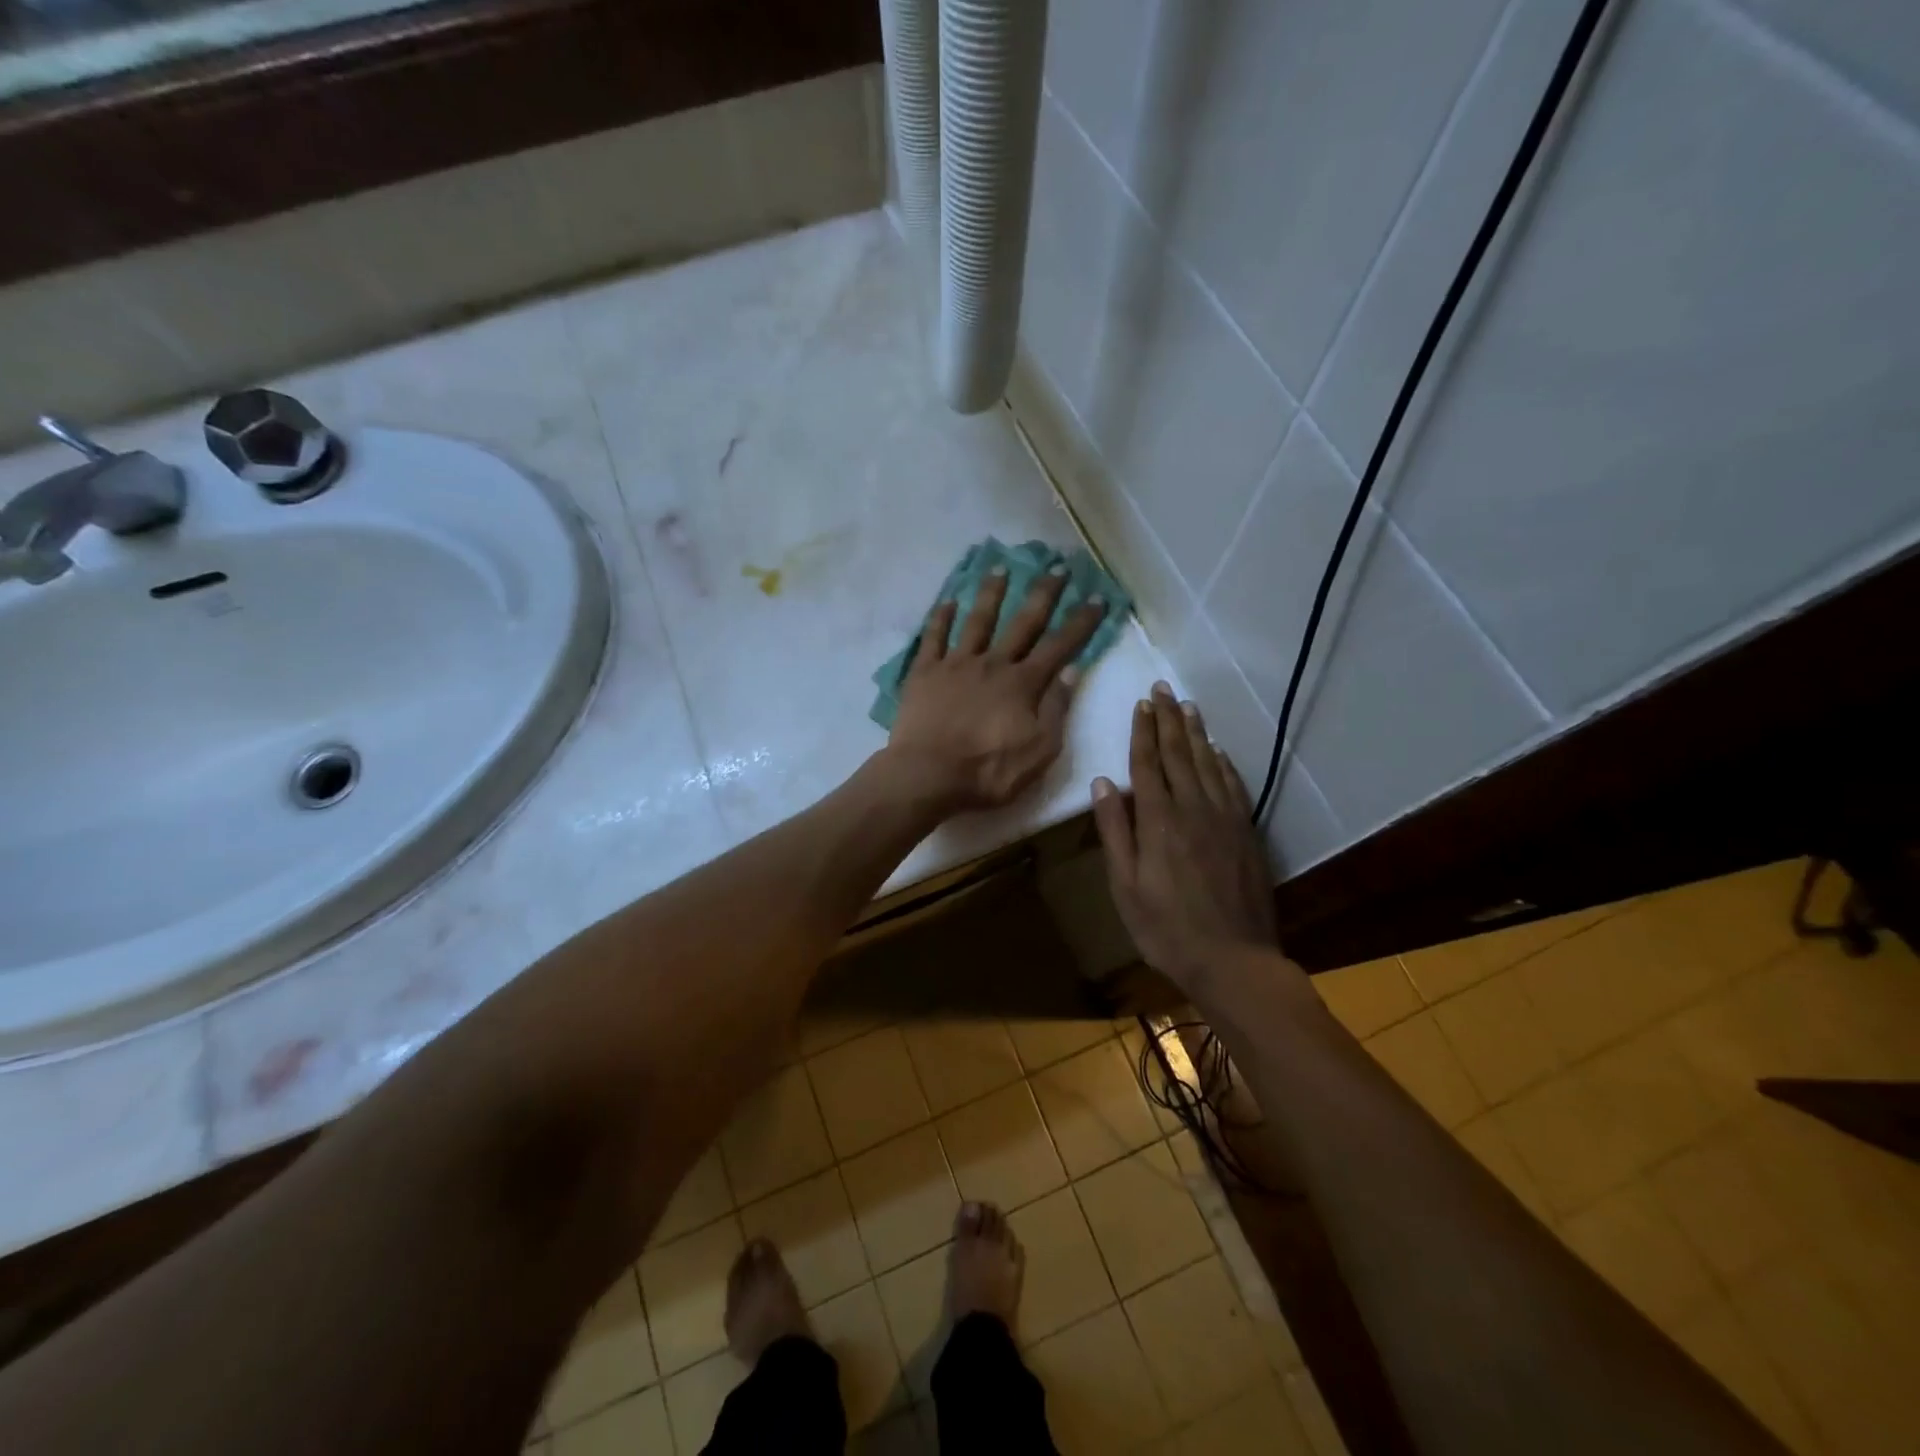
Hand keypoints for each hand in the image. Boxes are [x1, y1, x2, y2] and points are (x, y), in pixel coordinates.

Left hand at [885, 566, 1106, 812]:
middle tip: (1056, 567)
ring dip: (991, 593)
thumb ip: (1056, 710)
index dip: (1080, 622)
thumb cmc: (988, 771)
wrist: (927, 774)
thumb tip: (1072, 671)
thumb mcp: (1039, 752)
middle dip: (1043, 594)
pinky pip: (933, 638)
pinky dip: (940, 619)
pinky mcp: (924, 673)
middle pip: (1022, 622)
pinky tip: (947, 602)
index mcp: (1023, 684)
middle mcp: (993, 663)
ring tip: (1000, 569)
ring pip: (977, 620)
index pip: (1059, 646)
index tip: (1097, 598)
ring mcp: (956, 664)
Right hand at [1091, 683, 1279, 993]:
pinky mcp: (1246, 832)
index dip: (1143, 731)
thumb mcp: (1124, 885)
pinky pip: (1234, 786)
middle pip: (1179, 754)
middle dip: (1168, 719)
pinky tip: (1219, 751)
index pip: (1147, 764)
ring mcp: (1224, 818)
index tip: (1141, 703)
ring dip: (1196, 732)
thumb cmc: (1165, 928)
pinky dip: (1224, 763)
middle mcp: (1193, 808)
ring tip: (1187, 706)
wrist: (1233, 959)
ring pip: (1208, 763)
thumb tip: (1103, 783)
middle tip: (1163, 688)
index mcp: (1158, 820)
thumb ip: (1114, 831)